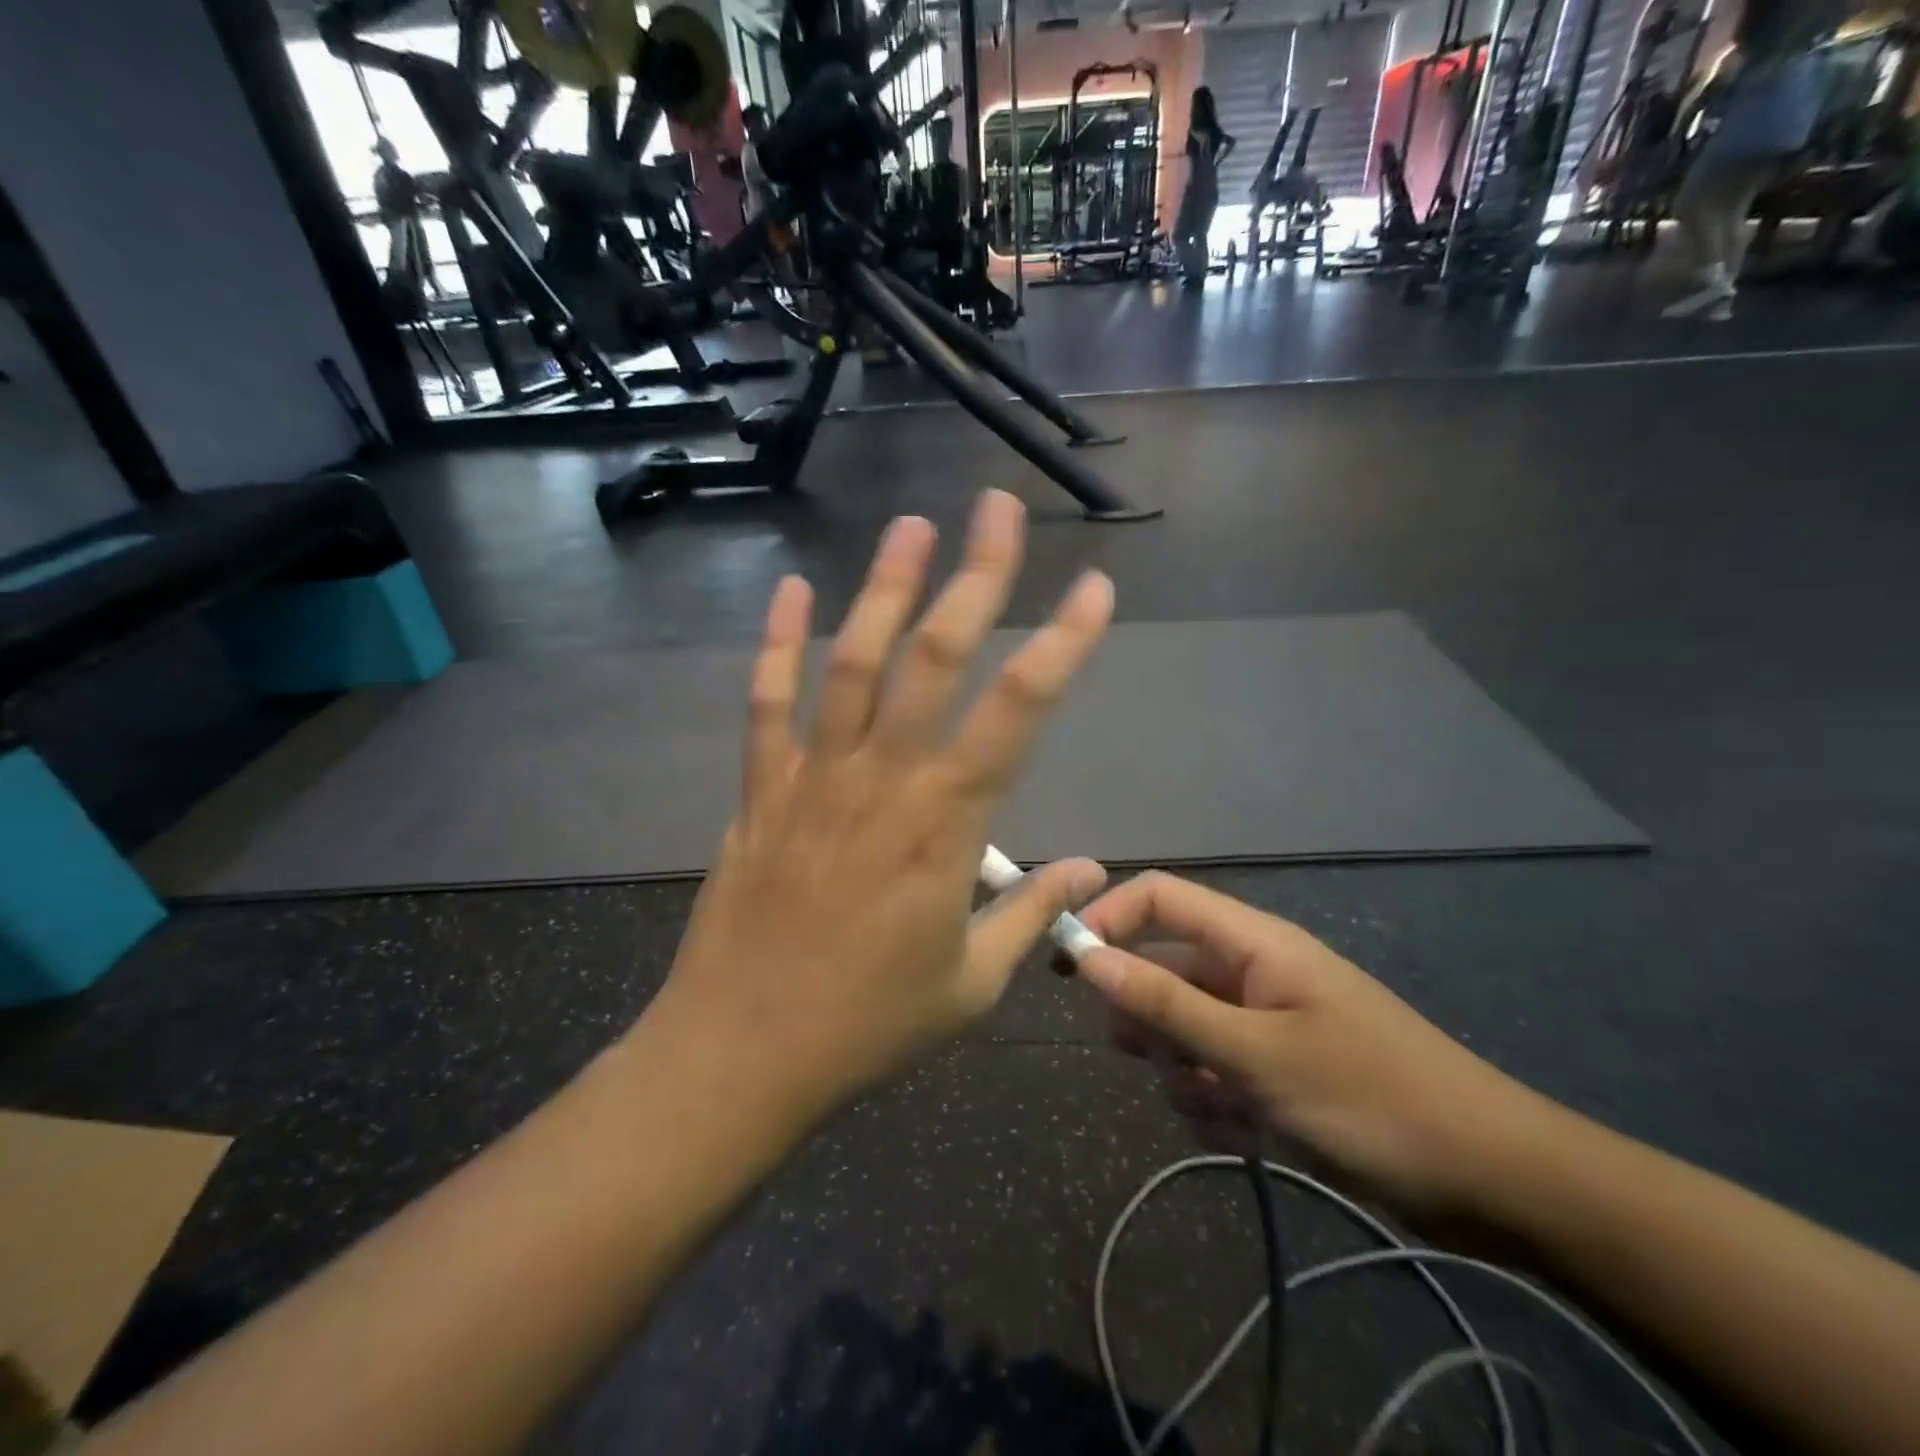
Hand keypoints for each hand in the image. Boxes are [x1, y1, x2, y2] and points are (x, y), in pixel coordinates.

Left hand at [654, 491, 1113, 1115]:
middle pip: (936, 658)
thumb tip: (1093, 872)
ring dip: (884, 588)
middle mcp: (883, 780)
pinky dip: (778, 643)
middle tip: (994, 509)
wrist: (745, 1050)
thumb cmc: (869, 1023)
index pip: (1019, 712)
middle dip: (975, 577)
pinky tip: (792, 589)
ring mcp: (813, 777)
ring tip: (911, 526)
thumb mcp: (972, 983)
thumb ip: (1031, 913)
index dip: (1062, 644)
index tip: (1093, 588)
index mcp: (945, 825)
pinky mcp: (760, 789)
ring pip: (852, 662)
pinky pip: (767, 703)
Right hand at [1076, 873, 1551, 1218]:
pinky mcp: (1277, 1068)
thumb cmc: (1371, 1098)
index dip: (1110, 917)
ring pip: (1185, 1026)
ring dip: (1181, 1066)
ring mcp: (1265, 1020)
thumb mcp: (1256, 1054)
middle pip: (1165, 966)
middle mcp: (1253, 970)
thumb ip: (1167, 1004)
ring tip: (1214, 1103)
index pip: (1160, 897)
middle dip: (1146, 1012)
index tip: (1070, 966)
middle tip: (1150, 1056)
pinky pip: (1215, 1070)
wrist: (1493, 1181)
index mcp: (1253, 942)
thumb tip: (1088, 956)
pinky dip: (1213, 1099)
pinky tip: (1240, 1130)